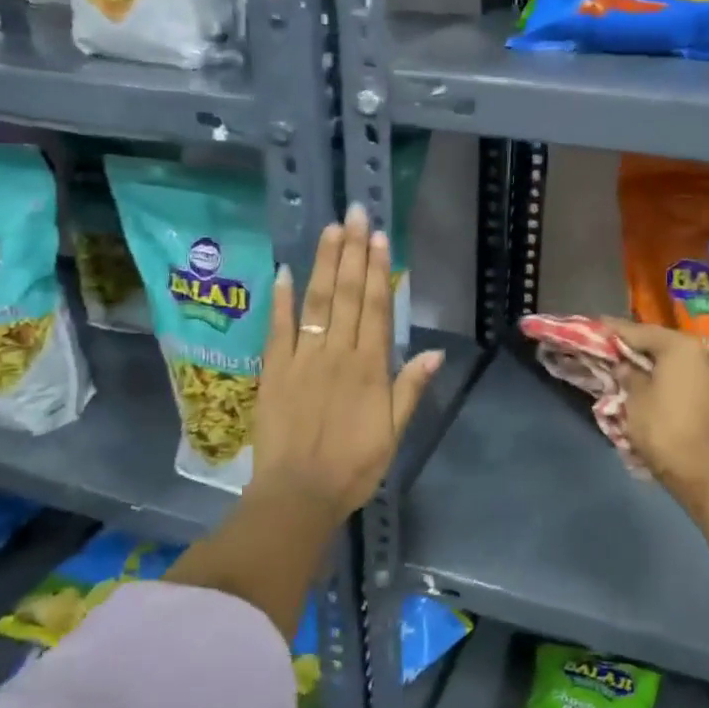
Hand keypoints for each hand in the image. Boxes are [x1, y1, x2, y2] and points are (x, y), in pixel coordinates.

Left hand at [248, 204, 444, 524]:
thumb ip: (410, 389)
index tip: (378, 237)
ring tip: (329, 229)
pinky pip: (278, 328)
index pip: (374, 307)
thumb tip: (434, 353)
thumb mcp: (394, 433)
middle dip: (351, 251)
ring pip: (315, 302)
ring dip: (322, 263)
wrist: (299, 494)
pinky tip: (284, 270)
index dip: (377, 270)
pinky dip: (281, 299)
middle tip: (354, 213)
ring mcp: (302, 359)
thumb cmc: (354, 466)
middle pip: (345, 294)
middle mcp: (337, 353)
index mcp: (369, 368)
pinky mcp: (274, 371)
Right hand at [609, 318, 708, 498]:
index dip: (615, 330)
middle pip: (665, 345)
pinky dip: (677, 384)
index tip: (598, 324)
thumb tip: (626, 366)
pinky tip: (665, 393)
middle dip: (640, 348)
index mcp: (680, 347)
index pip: (640, 331)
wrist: (706, 472)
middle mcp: (705, 354)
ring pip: (682, 365)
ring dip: (661, 367)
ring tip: (640, 373)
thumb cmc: (663, 429)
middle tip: (617, 351)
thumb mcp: (635, 399)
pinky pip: (695, 383)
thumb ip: (628, 375)